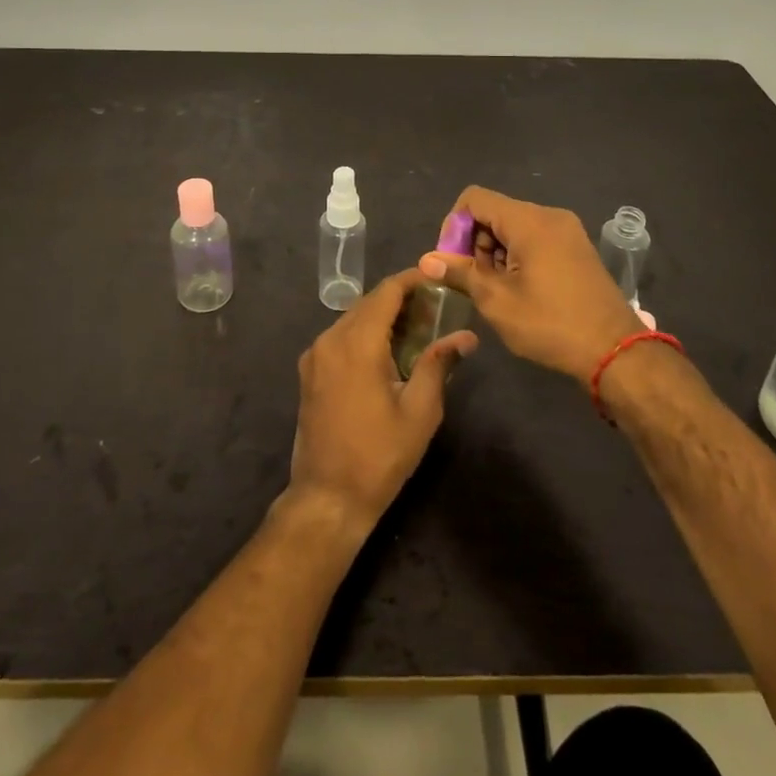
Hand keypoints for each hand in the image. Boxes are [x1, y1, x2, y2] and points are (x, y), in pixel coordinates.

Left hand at [287, 268, 478, 532]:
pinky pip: (340, 338)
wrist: (327, 497)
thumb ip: (439, 364)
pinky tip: (387, 351)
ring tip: (417, 328)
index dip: (412, 280)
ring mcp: (315, 356)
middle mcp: (330, 339)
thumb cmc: (379, 455)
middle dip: (401, 300)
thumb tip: (466, 336)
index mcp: (356, 343)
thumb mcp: (419, 411)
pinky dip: (364, 334)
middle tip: (436, 307)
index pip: (386, 292)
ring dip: (382, 317)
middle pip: (368, 303)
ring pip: (352, 319)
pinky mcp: (309, 372)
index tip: (438, 278)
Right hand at [419, 186, 641, 381]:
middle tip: (474, 282)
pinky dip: (517, 255)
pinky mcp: (576, 248)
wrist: (616, 352)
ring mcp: (567, 230)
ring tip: (496, 291)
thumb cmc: (550, 324)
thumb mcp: (497, 301)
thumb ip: (460, 273)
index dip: (453, 225)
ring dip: (495, 252)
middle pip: (494, 212)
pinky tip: (519, 289)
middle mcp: (549, 215)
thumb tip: (426, 260)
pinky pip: (535, 238)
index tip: (452, 262)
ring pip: (514, 226)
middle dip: (475, 242)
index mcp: (529, 221)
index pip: (474, 199)